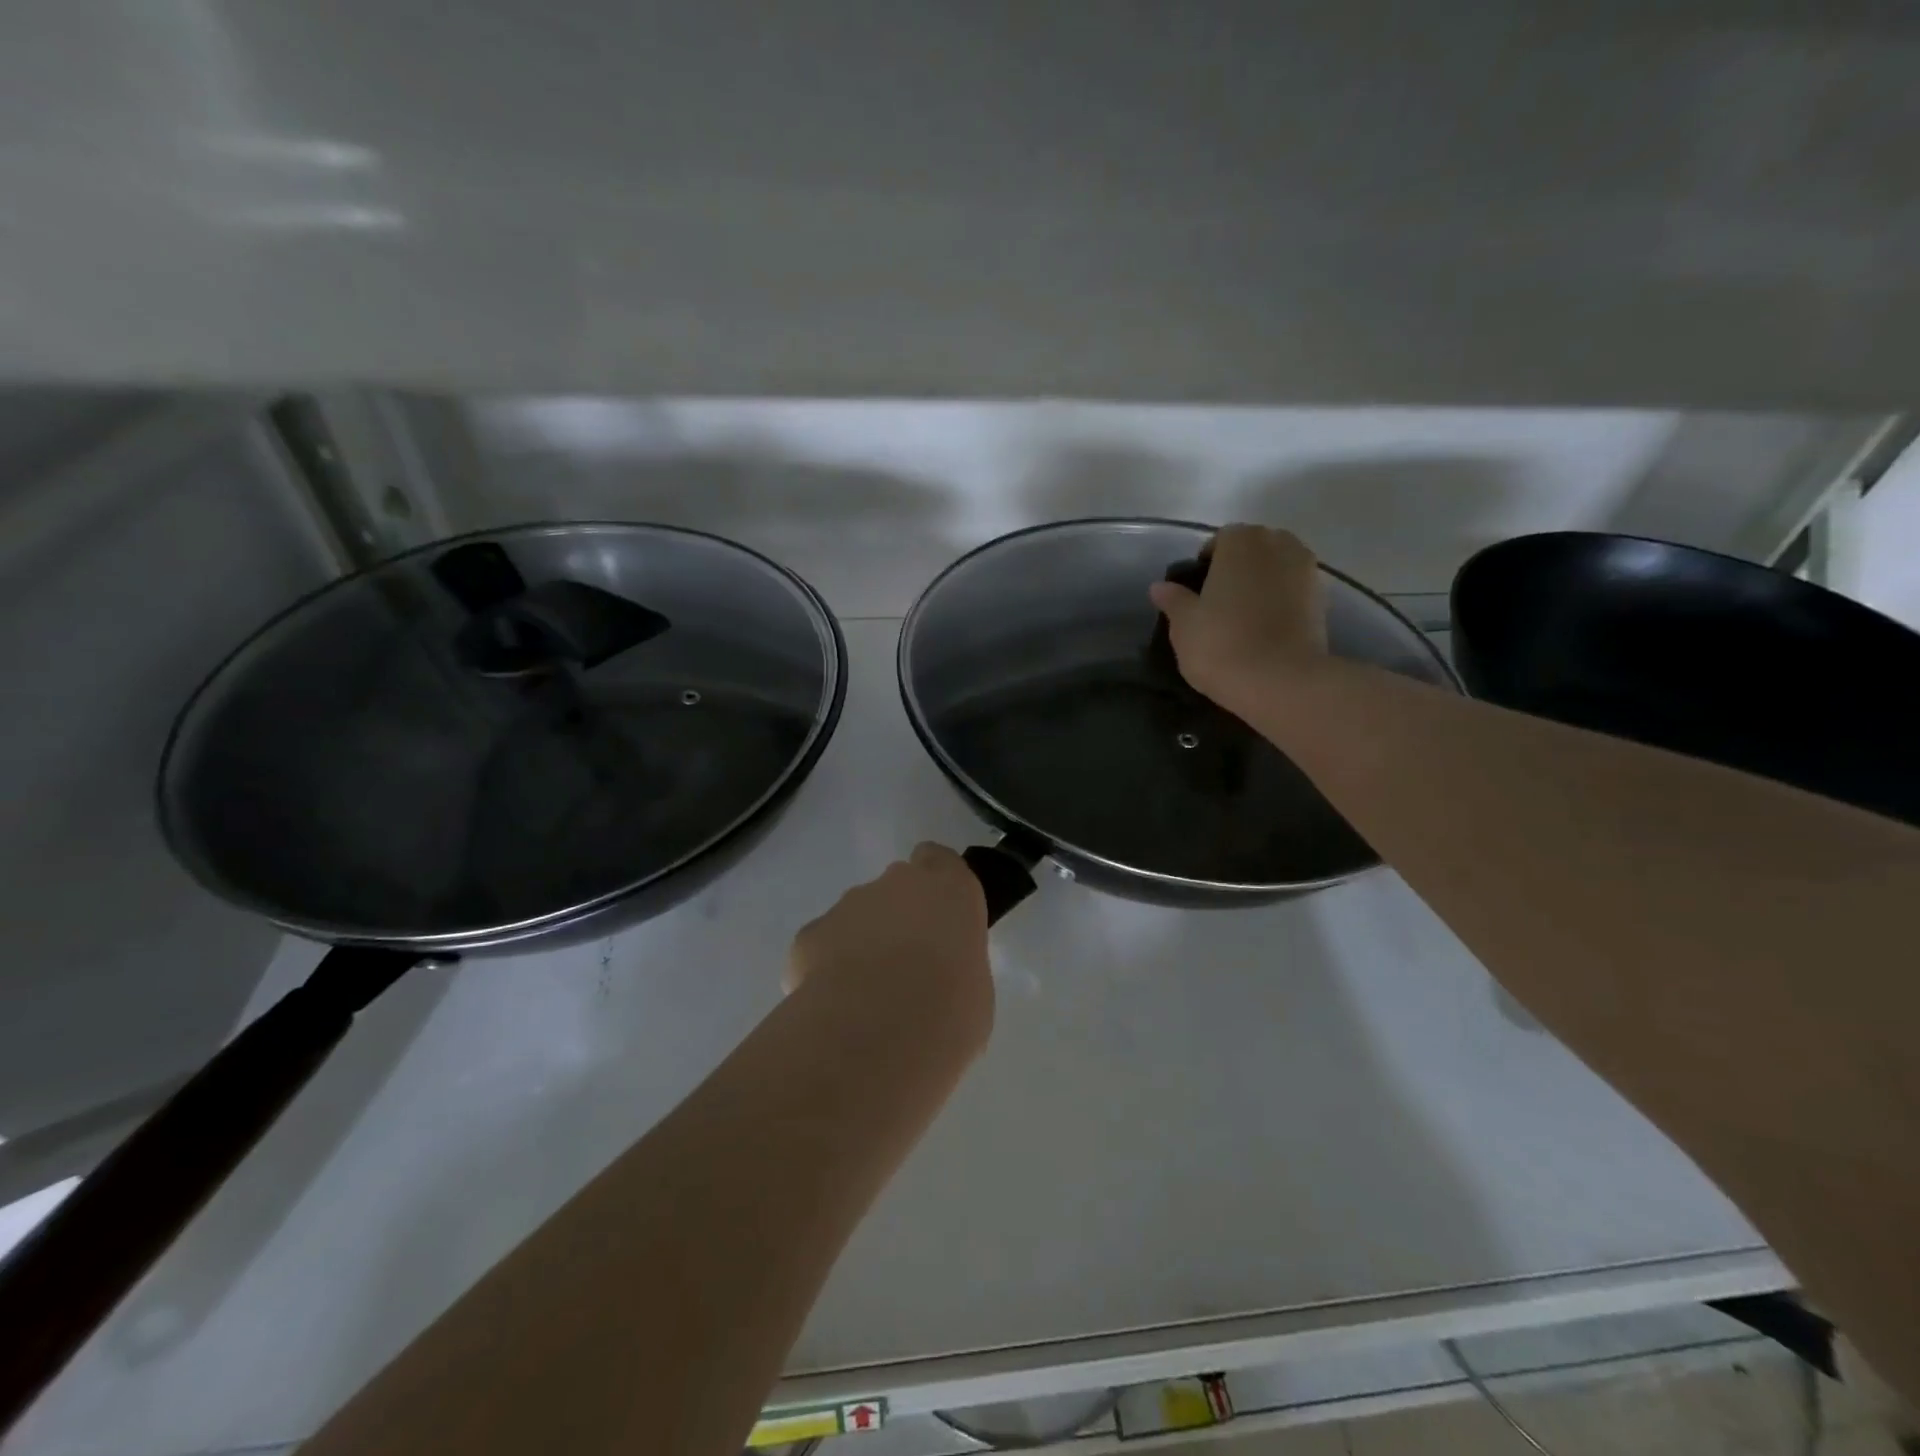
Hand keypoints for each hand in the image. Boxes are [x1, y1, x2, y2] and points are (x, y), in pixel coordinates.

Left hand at [786, 843, 993, 1051]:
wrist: (878, 1035)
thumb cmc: (949, 1010)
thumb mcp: (975, 988)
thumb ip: (954, 962)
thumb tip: (936, 977)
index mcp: (949, 889)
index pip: (938, 860)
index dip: (935, 883)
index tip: (937, 916)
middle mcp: (897, 884)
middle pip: (896, 888)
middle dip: (897, 919)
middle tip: (906, 969)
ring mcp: (848, 905)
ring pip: (857, 917)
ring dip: (862, 945)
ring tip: (868, 998)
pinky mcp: (809, 934)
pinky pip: (823, 946)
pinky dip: (827, 969)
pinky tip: (837, 1007)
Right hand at [1148, 524, 1328, 715]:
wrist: (1281, 682)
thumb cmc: (1222, 645)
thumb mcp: (1184, 625)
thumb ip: (1174, 600)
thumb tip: (1160, 586)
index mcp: (1240, 542)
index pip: (1221, 540)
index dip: (1207, 563)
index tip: (1198, 591)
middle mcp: (1278, 544)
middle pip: (1254, 548)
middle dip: (1239, 567)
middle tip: (1220, 602)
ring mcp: (1306, 570)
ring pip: (1278, 567)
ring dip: (1264, 582)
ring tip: (1246, 615)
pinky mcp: (1324, 599)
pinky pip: (1295, 590)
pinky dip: (1283, 601)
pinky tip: (1268, 628)